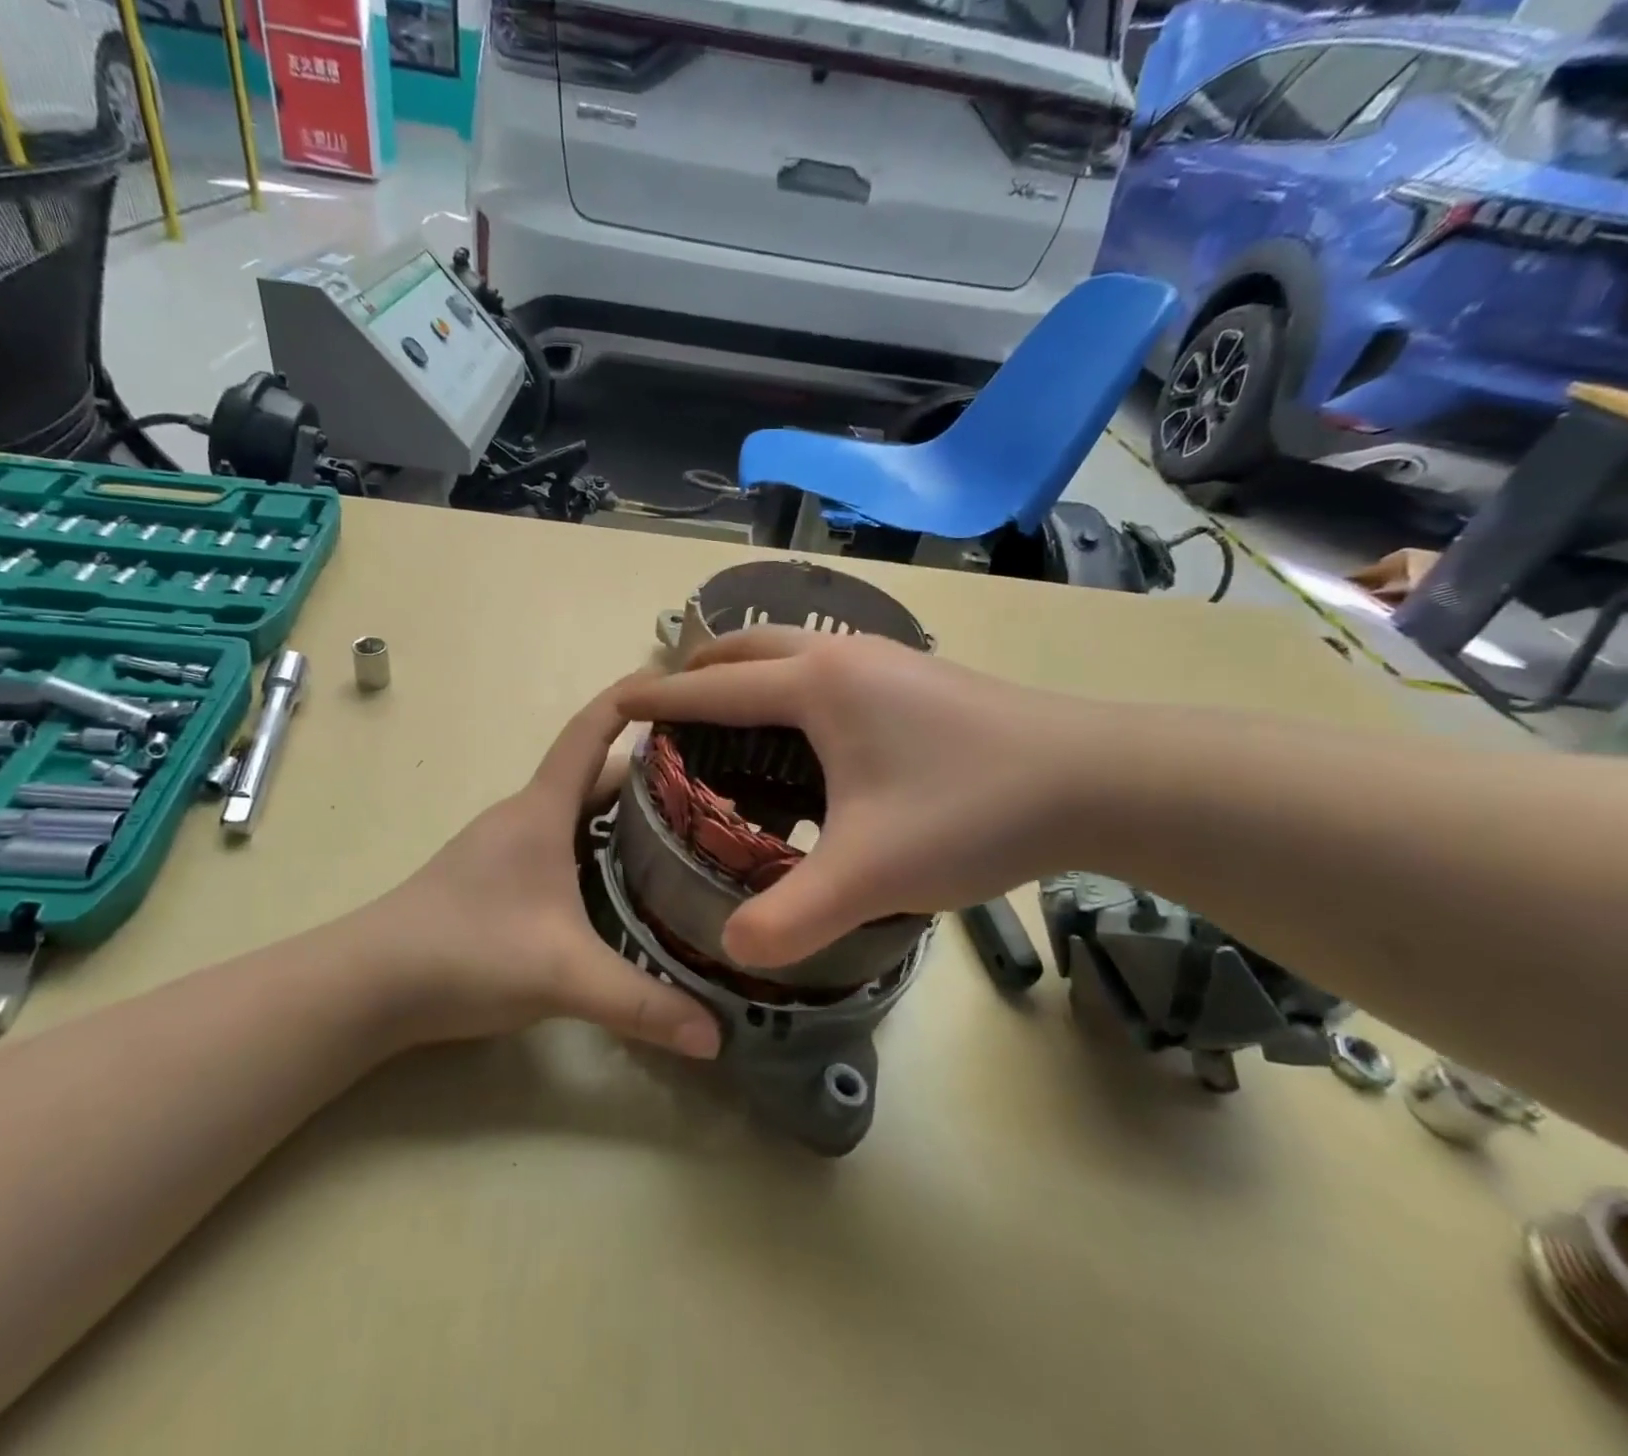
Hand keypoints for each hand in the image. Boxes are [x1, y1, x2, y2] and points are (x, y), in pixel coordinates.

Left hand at [363, 683, 720, 1058]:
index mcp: (541, 810)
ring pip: (575, 811)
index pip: (590, 732)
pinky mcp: (495, 877)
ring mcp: (504, 846)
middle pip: (593, 774)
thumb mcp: (564, 976)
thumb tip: (716, 1036)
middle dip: (648, 772)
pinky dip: (596, 845)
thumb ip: (642, 1005)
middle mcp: (523, 816)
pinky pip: (559, 841)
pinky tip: (620, 882)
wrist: (368, 984)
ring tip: (682, 832)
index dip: (630, 700)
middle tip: (711, 784)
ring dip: (621, 812)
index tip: (676, 683)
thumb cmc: (467, 951)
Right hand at [614, 628, 1097, 967]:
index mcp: (815, 688)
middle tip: (669, 709)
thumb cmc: (971, 810)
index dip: (657, 697)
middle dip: (699, 672)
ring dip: (749, 672)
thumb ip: (790, 919)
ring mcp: (885, 660)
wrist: (1096, 778)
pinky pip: (827, 666)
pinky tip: (807, 734)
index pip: (712, 689)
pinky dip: (791, 685)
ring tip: (728, 717)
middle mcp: (842, 657)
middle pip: (747, 648)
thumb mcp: (870, 875)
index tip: (613, 701)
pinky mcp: (916, 675)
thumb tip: (731, 951)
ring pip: (792, 650)